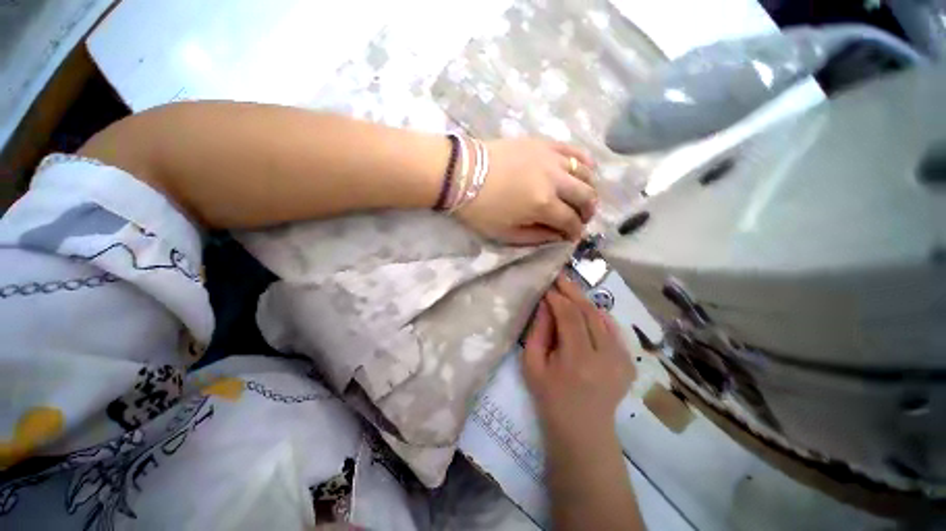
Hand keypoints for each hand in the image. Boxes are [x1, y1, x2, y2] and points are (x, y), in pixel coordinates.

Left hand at [454, 138, 596, 244]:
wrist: (461, 173)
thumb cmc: (480, 208)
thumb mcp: (505, 233)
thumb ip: (536, 237)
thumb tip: (558, 236)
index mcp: (542, 204)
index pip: (570, 221)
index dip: (575, 232)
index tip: (572, 237)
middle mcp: (553, 179)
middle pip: (585, 196)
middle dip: (588, 211)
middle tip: (581, 218)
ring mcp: (550, 158)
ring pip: (585, 172)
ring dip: (589, 188)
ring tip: (583, 197)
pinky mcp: (543, 143)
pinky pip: (573, 150)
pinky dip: (584, 161)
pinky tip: (585, 169)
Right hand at [523, 274, 634, 439]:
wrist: (582, 431)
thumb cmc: (549, 397)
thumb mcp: (532, 364)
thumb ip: (538, 330)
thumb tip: (546, 302)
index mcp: (578, 361)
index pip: (570, 317)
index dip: (558, 297)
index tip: (547, 285)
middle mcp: (606, 357)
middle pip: (589, 312)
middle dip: (572, 291)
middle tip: (560, 276)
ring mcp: (622, 360)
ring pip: (602, 317)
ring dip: (585, 301)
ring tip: (569, 289)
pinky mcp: (628, 362)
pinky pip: (612, 329)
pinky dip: (598, 315)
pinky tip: (586, 309)